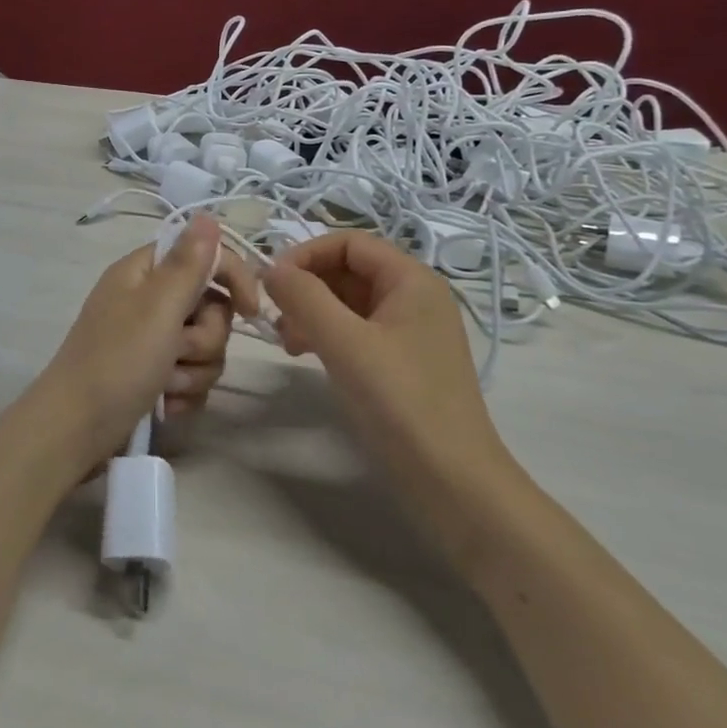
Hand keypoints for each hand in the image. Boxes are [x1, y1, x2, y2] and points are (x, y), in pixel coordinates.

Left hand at [31, 216, 261, 479]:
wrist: (75, 432)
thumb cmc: (117, 361)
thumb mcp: (157, 307)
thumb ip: (188, 262)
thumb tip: (207, 215)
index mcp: (143, 272)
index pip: (203, 255)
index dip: (232, 276)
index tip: (250, 309)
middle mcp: (148, 301)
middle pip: (210, 306)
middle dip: (204, 336)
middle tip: (178, 350)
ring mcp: (150, 341)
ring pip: (206, 346)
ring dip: (193, 369)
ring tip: (166, 384)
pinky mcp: (154, 375)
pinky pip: (193, 375)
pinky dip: (184, 392)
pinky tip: (165, 404)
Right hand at [263, 232, 527, 567]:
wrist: (454, 484)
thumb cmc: (401, 403)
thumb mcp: (346, 344)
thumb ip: (304, 298)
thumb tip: (272, 269)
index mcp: (412, 280)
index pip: (349, 243)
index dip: (306, 254)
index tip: (272, 283)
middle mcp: (414, 297)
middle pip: (348, 270)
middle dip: (307, 287)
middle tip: (276, 318)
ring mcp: (410, 332)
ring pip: (349, 302)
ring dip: (312, 312)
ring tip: (287, 342)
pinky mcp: (402, 363)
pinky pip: (356, 331)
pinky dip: (327, 335)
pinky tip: (307, 356)